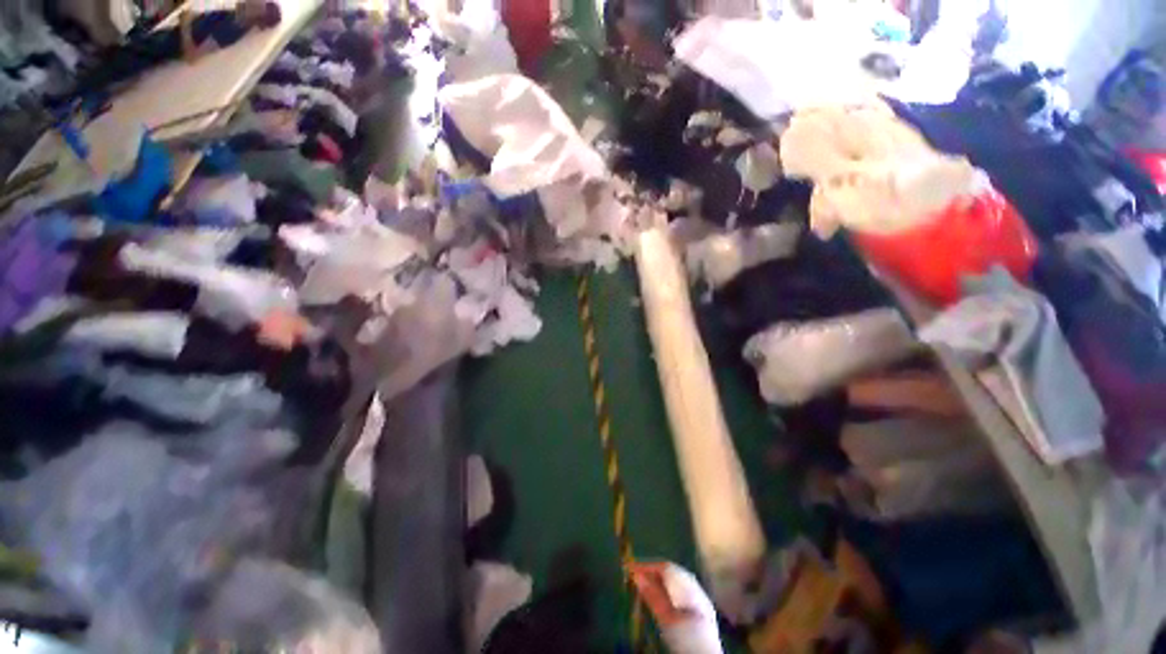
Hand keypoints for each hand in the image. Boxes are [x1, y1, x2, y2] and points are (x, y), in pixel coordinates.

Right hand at [628, 562, 698, 626]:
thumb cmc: (688, 642)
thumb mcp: (668, 620)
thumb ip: (654, 596)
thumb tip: (636, 575)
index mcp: (691, 588)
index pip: (666, 568)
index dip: (647, 566)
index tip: (630, 569)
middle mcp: (697, 590)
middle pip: (673, 573)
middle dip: (653, 572)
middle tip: (635, 576)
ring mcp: (700, 602)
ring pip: (677, 582)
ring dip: (660, 581)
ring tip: (644, 585)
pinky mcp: (700, 614)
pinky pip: (681, 592)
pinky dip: (667, 591)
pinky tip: (660, 598)